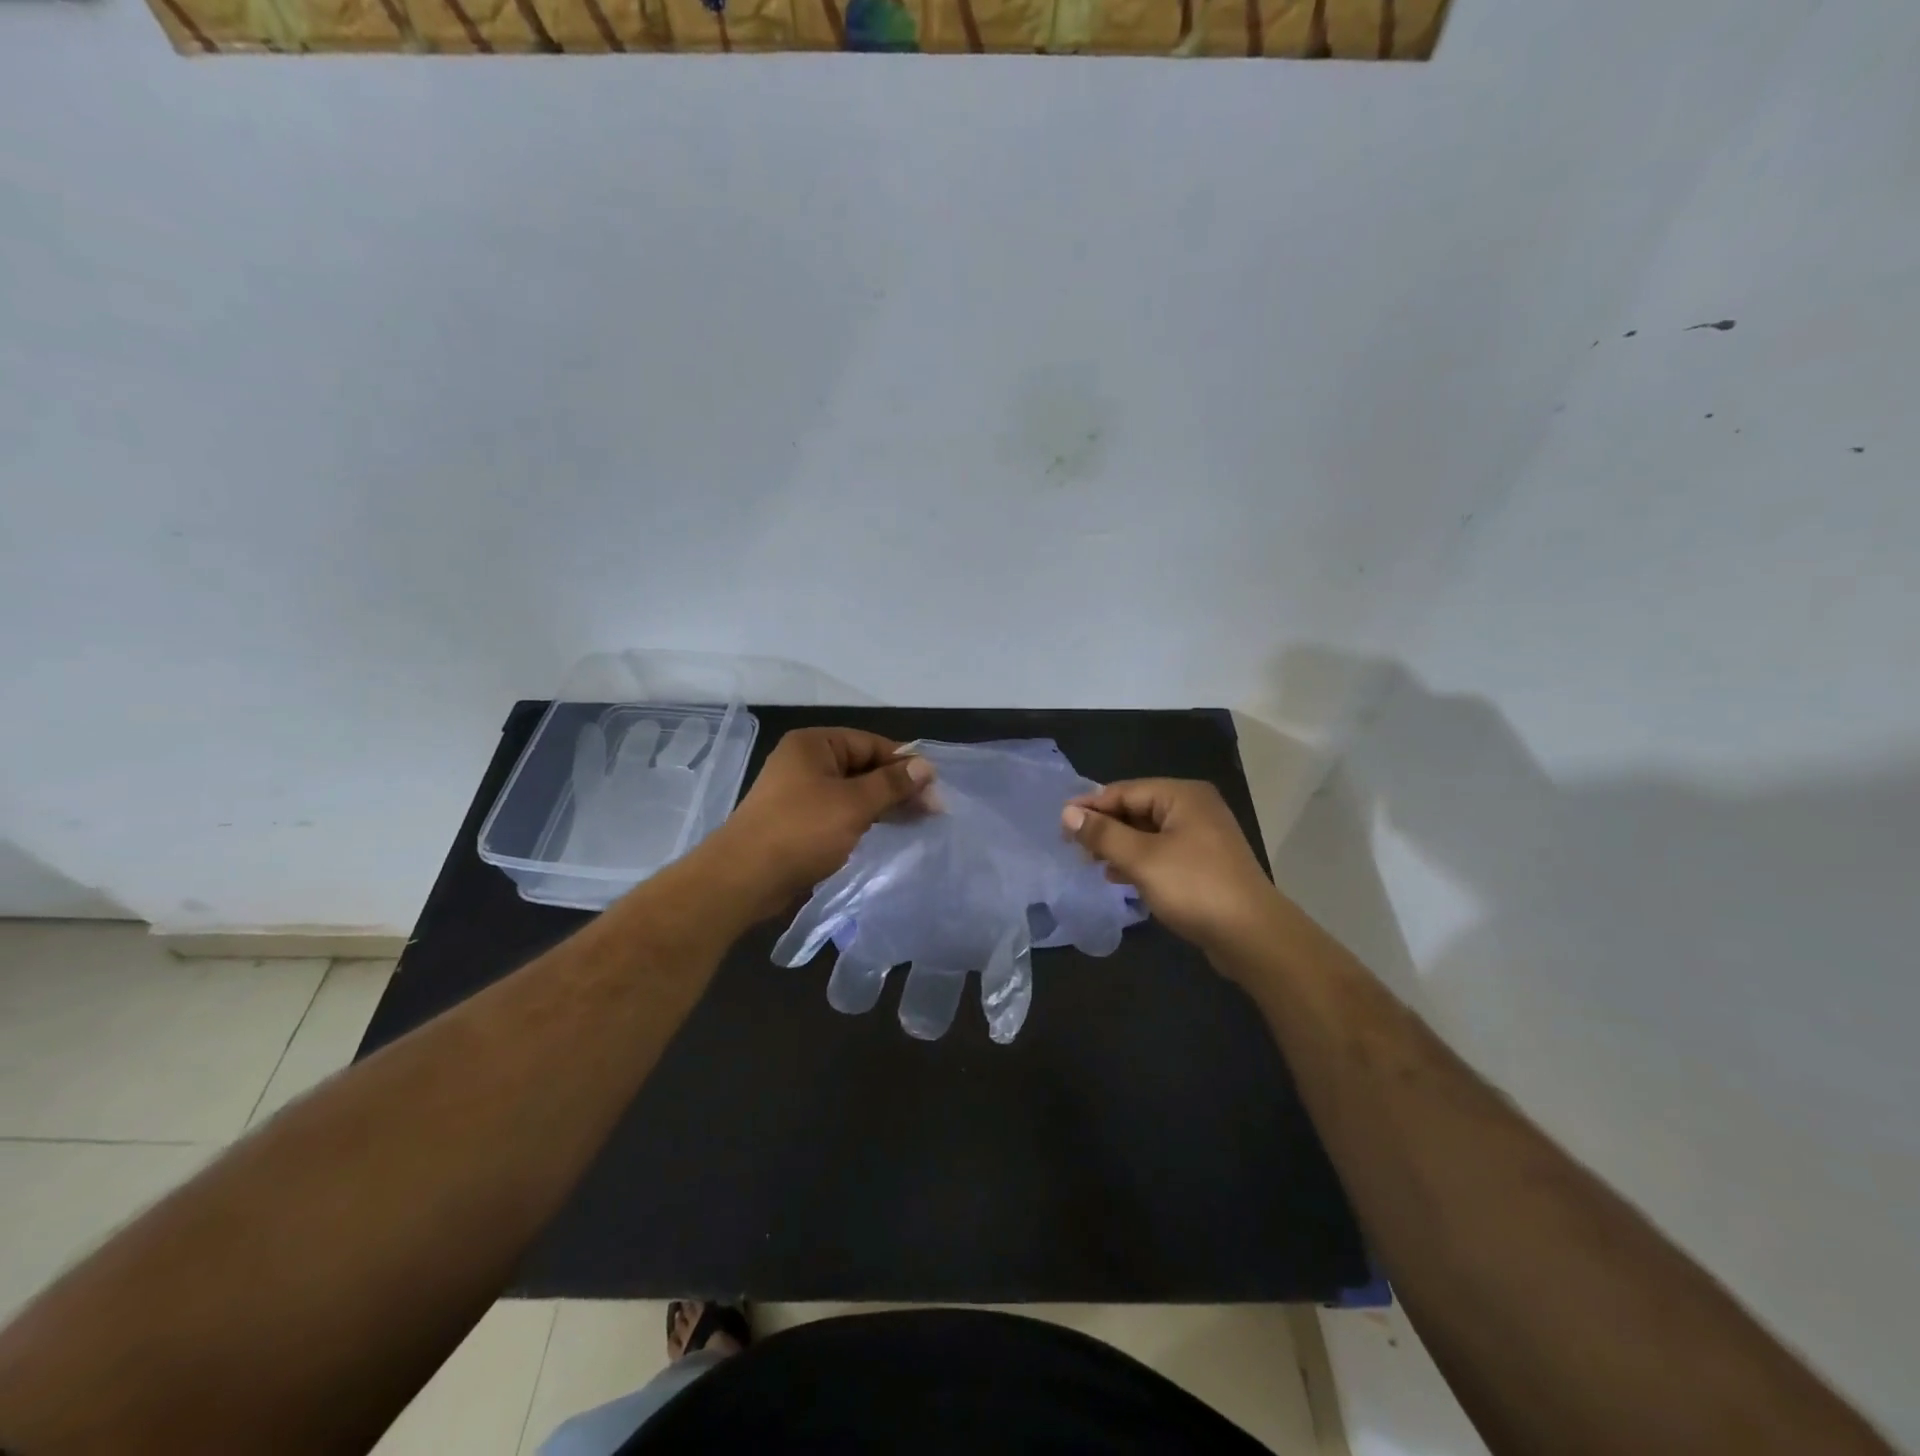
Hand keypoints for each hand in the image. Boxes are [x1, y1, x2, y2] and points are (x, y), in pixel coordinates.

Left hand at [709, 727, 934, 917]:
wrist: (743, 879)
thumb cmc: (801, 831)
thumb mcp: (854, 804)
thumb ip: (892, 784)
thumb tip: (926, 766)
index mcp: (814, 744)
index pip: (871, 743)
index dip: (905, 763)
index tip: (935, 787)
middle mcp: (806, 762)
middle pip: (863, 767)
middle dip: (897, 787)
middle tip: (933, 810)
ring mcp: (800, 793)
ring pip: (853, 792)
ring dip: (884, 805)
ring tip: (918, 822)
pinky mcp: (798, 822)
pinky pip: (839, 813)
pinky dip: (863, 820)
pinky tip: (886, 833)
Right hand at [1062, 779, 1283, 958]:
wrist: (1252, 936)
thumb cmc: (1194, 887)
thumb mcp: (1141, 859)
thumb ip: (1103, 834)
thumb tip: (1068, 813)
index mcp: (1182, 795)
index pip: (1124, 791)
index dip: (1090, 806)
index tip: (1059, 824)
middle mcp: (1194, 808)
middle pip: (1136, 809)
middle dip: (1104, 827)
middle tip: (1072, 847)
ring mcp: (1202, 837)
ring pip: (1147, 833)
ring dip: (1118, 846)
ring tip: (1091, 863)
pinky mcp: (1204, 863)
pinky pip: (1161, 852)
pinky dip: (1138, 861)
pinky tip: (1118, 877)